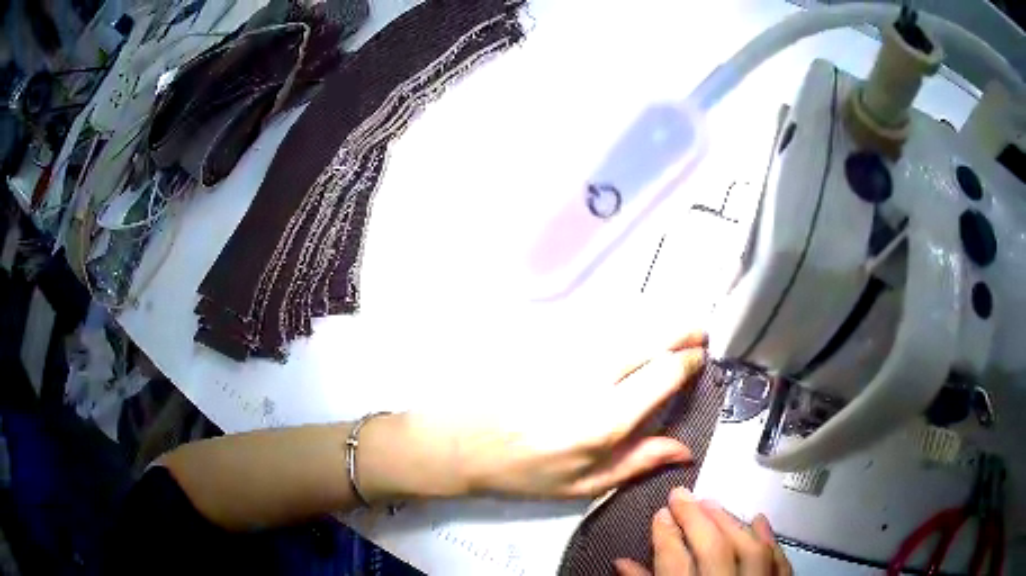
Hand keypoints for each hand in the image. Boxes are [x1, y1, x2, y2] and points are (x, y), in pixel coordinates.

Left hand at [359, 332, 707, 501]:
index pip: (661, 374)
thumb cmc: (526, 472)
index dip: (687, 362)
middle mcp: (591, 379)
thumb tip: (685, 449)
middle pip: (648, 339)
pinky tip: (634, 329)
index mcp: (604, 420)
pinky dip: (624, 325)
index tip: (700, 358)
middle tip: (700, 330)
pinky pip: (598, 328)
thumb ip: (639, 462)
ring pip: (624, 327)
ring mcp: (567, 356)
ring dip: (656, 323)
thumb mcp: (585, 484)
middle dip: (680, 330)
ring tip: (677, 327)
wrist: (464, 442)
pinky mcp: (548, 344)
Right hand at [615, 488, 792, 575]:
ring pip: (749, 550)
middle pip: (713, 548)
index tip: (659, 513)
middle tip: (681, 494)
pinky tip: (759, 519)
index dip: (665, 535)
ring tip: (712, 503)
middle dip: (695, 518)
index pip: (674, 562)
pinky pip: (779, 562)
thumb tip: (620, 561)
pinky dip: (771, 540)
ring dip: (730, 522)